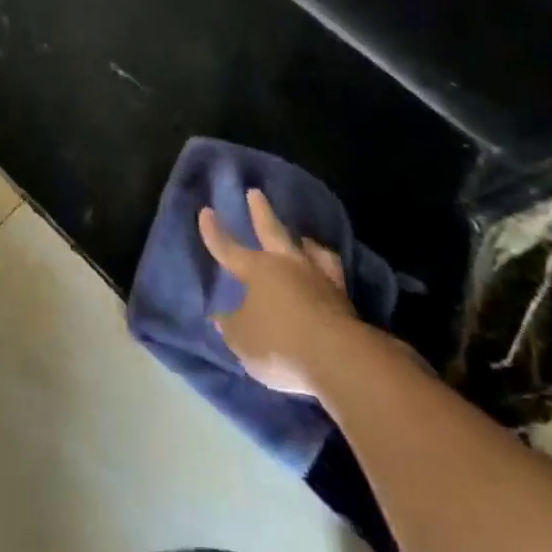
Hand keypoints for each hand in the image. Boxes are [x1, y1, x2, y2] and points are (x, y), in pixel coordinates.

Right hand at [198, 189, 359, 396]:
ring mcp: (320, 280)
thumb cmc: (280, 343)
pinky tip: (326, 275)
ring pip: (310, 251)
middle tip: (255, 193)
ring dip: (304, 242)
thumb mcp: (242, 340)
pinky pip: (332, 276)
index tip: (206, 211)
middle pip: (272, 231)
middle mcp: (288, 266)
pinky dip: (326, 270)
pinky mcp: (345, 301)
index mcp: (258, 270)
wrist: (340, 359)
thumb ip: (229, 326)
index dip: (214, 233)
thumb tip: (219, 317)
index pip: (229, 248)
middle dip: (261, 212)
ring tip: (303, 239)